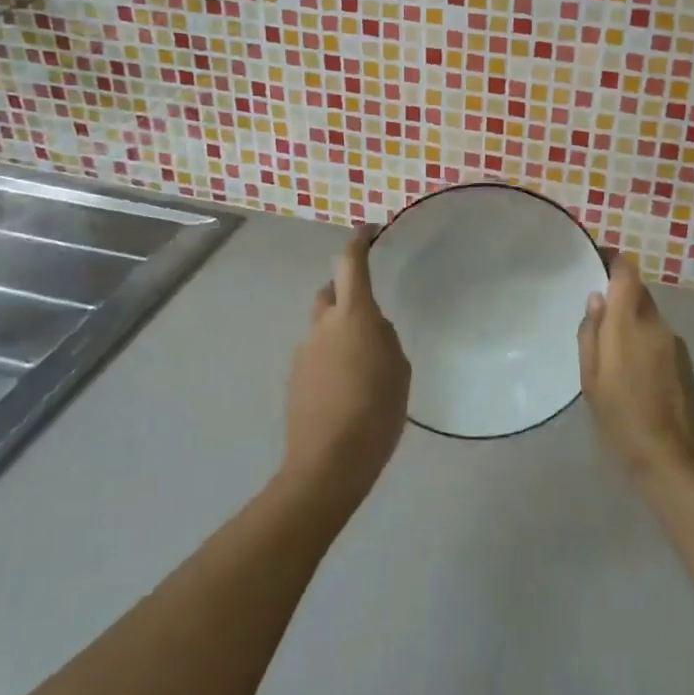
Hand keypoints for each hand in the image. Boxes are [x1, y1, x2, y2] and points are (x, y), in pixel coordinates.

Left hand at [282, 227, 411, 509]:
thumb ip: (385, 338)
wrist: (328, 464)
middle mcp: (322, 325)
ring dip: (340, 329)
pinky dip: (331, 355)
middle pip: (330, 291)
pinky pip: (316, 352)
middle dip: (346, 290)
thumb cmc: (376, 410)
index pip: (350, 263)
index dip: (359, 241)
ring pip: (323, 325)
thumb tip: (370, 330)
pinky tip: (347, 385)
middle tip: (370, 310)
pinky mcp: (295, 378)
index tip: (369, 230)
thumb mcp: (399, 369)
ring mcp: (303, 351)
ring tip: (363, 359)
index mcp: (353, 314)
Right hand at [578, 255, 693, 486]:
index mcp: (629, 323)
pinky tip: (632, 366)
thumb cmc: (621, 418)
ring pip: (648, 315)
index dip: (614, 261)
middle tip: (596, 312)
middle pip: (638, 292)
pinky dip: (643, 338)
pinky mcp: (684, 360)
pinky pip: (658, 335)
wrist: (672, 458)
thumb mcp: (591, 380)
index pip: (627, 273)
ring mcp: (674, 342)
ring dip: (631, 319)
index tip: (597, 260)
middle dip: (619, 294)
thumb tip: (596, 299)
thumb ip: (591, 334)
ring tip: (610, 345)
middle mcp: (655, 323)